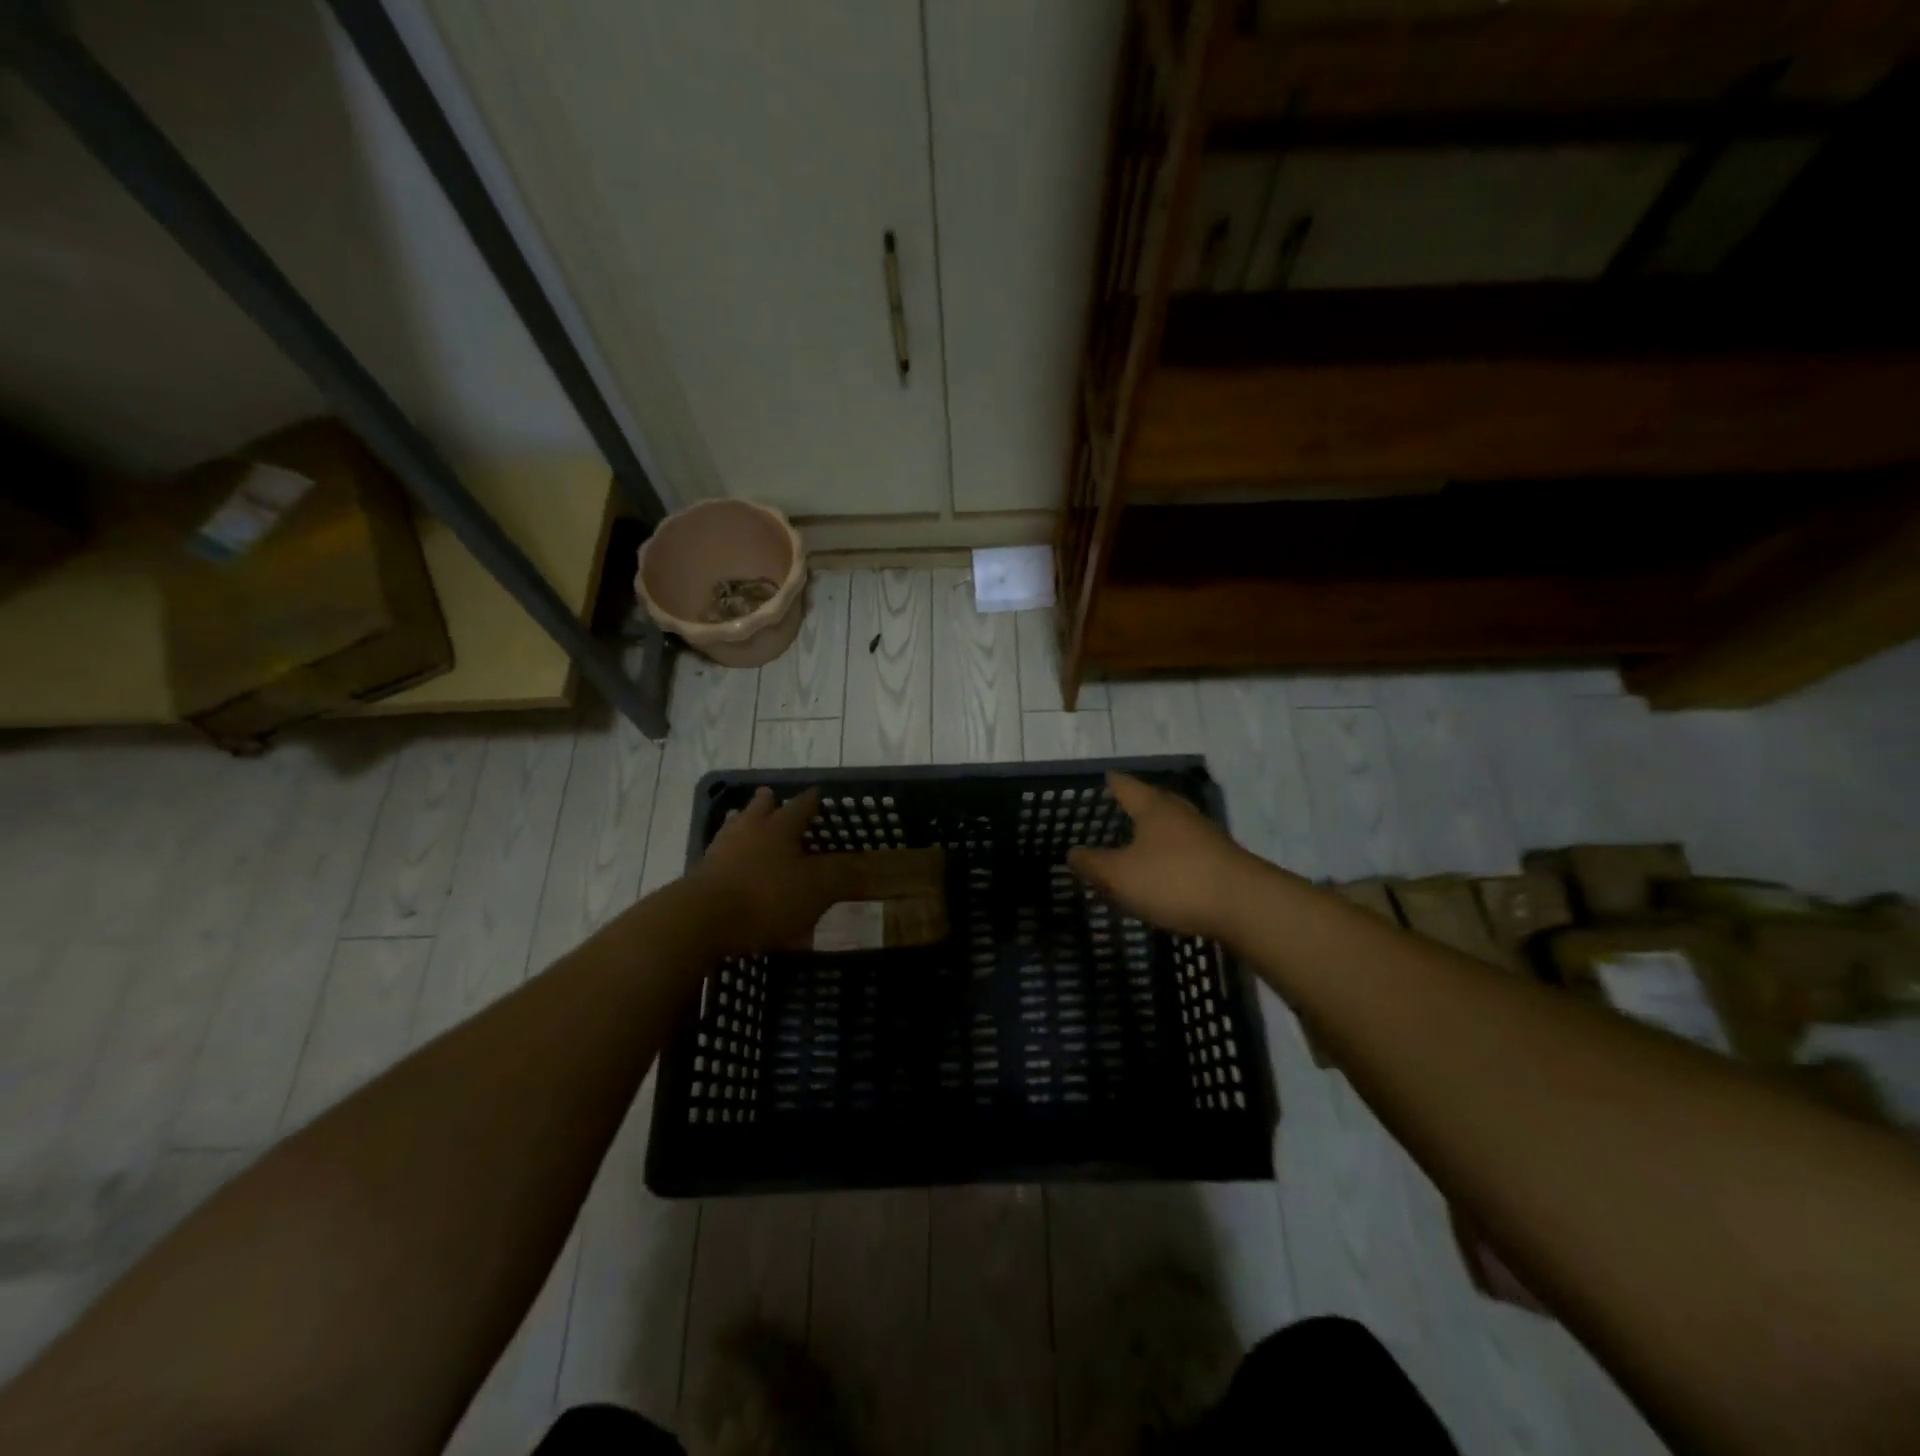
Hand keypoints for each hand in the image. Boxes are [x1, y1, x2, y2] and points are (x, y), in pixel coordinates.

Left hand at [686, 787, 857, 953]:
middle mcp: (750, 829)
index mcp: (780, 827)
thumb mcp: (815, 889)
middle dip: (769, 803)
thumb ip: (840, 875)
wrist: (700, 920)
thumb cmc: (766, 897)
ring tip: (749, 826)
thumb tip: (865, 863)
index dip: (813, 800)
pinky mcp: (701, 875)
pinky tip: (735, 870)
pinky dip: (732, 859)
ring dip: (745, 826)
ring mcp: (721, 850)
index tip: (819, 795)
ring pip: (736, 828)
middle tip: (772, 797)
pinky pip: (722, 858)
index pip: (802, 805)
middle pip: (760, 808)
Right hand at [1067, 773, 1261, 939]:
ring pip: (1172, 826)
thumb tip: (1072, 852)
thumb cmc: (1174, 880)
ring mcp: (1205, 836)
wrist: (1245, 905)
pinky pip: (1186, 850)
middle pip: (1154, 801)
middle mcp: (1180, 813)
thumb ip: (1093, 864)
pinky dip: (1170, 855)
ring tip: (1137, 842)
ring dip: (1154, 833)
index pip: (1126, 785)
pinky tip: (1164, 871)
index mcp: (1153, 808)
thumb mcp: (1120, 875)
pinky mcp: (1220, 860)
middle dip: (1136, 805)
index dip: (1112, 782)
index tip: (1103, 778)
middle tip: (1117, 808)